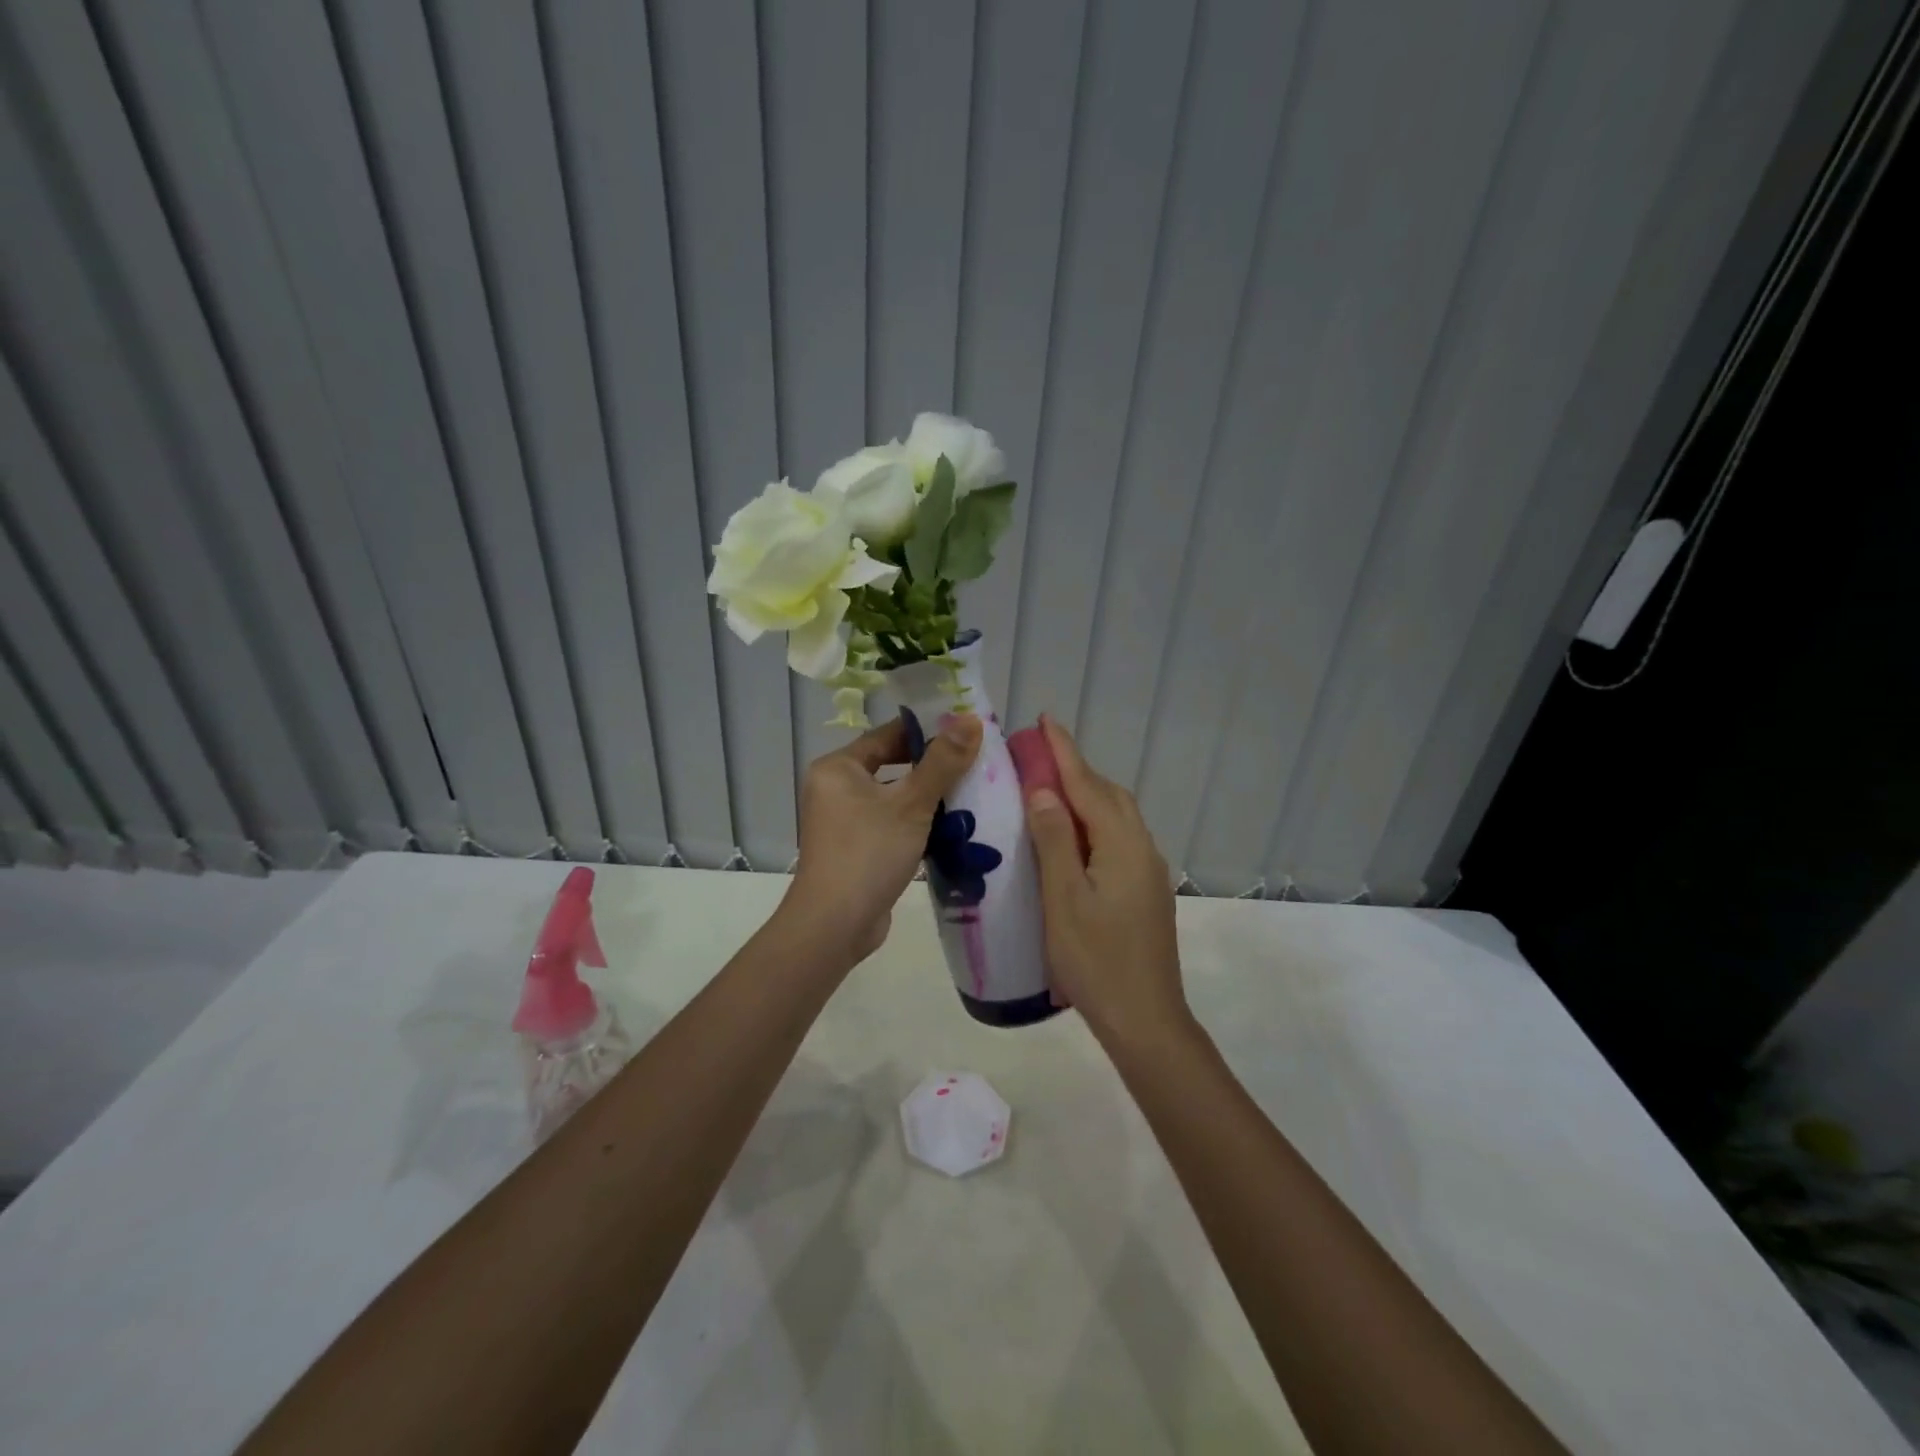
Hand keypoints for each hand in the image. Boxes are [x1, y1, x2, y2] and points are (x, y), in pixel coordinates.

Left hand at [785, 712, 982, 965]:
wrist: (834, 925)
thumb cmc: (869, 853)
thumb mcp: (912, 804)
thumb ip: (943, 762)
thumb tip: (970, 719)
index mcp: (838, 768)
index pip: (887, 735)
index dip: (927, 731)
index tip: (965, 730)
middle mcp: (835, 789)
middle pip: (892, 765)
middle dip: (932, 767)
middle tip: (974, 763)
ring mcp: (844, 821)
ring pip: (894, 798)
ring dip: (928, 798)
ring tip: (973, 793)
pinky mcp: (856, 849)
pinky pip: (891, 824)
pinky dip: (918, 824)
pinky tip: (953, 828)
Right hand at [1024, 716, 1189, 1050]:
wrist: (1145, 1020)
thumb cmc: (1095, 960)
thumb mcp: (1064, 899)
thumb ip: (1055, 840)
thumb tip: (1044, 789)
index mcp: (1122, 845)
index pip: (1088, 785)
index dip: (1064, 752)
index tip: (1045, 719)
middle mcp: (1142, 848)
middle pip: (1109, 796)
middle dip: (1076, 769)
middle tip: (1038, 755)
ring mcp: (1148, 871)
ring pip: (1117, 817)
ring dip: (1087, 795)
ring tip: (1050, 790)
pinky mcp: (1146, 890)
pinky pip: (1119, 838)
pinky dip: (1094, 823)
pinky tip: (1073, 837)